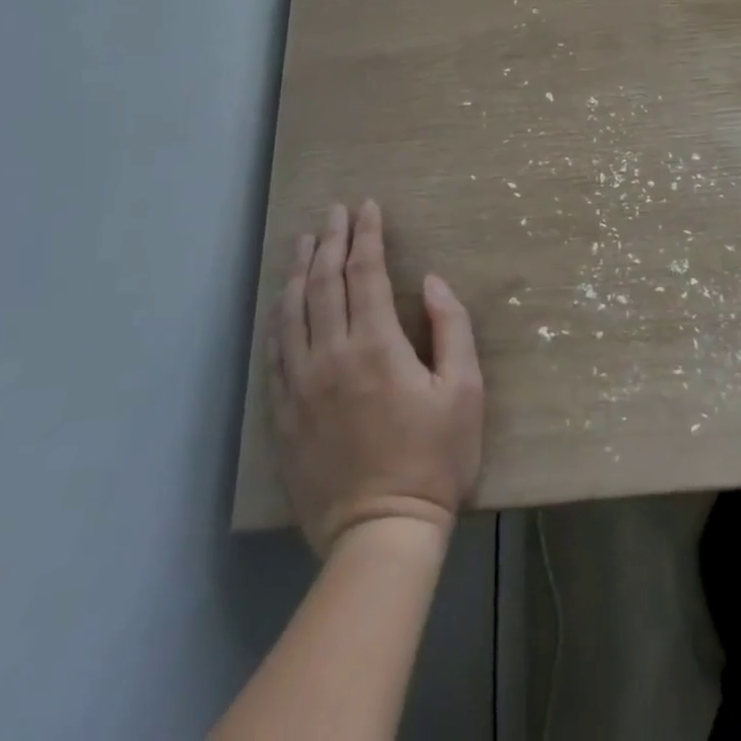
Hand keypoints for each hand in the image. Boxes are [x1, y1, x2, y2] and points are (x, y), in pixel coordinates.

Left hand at [268, 200, 484, 555]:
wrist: (380, 534)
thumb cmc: (435, 458)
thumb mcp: (464, 389)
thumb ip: (452, 327)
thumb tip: (432, 282)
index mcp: (377, 346)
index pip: (366, 273)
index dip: (367, 235)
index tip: (368, 207)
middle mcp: (331, 356)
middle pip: (324, 283)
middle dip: (329, 240)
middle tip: (334, 211)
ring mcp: (301, 386)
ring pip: (292, 312)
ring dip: (298, 270)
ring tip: (303, 241)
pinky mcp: (284, 414)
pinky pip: (276, 352)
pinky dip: (279, 316)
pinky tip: (283, 302)